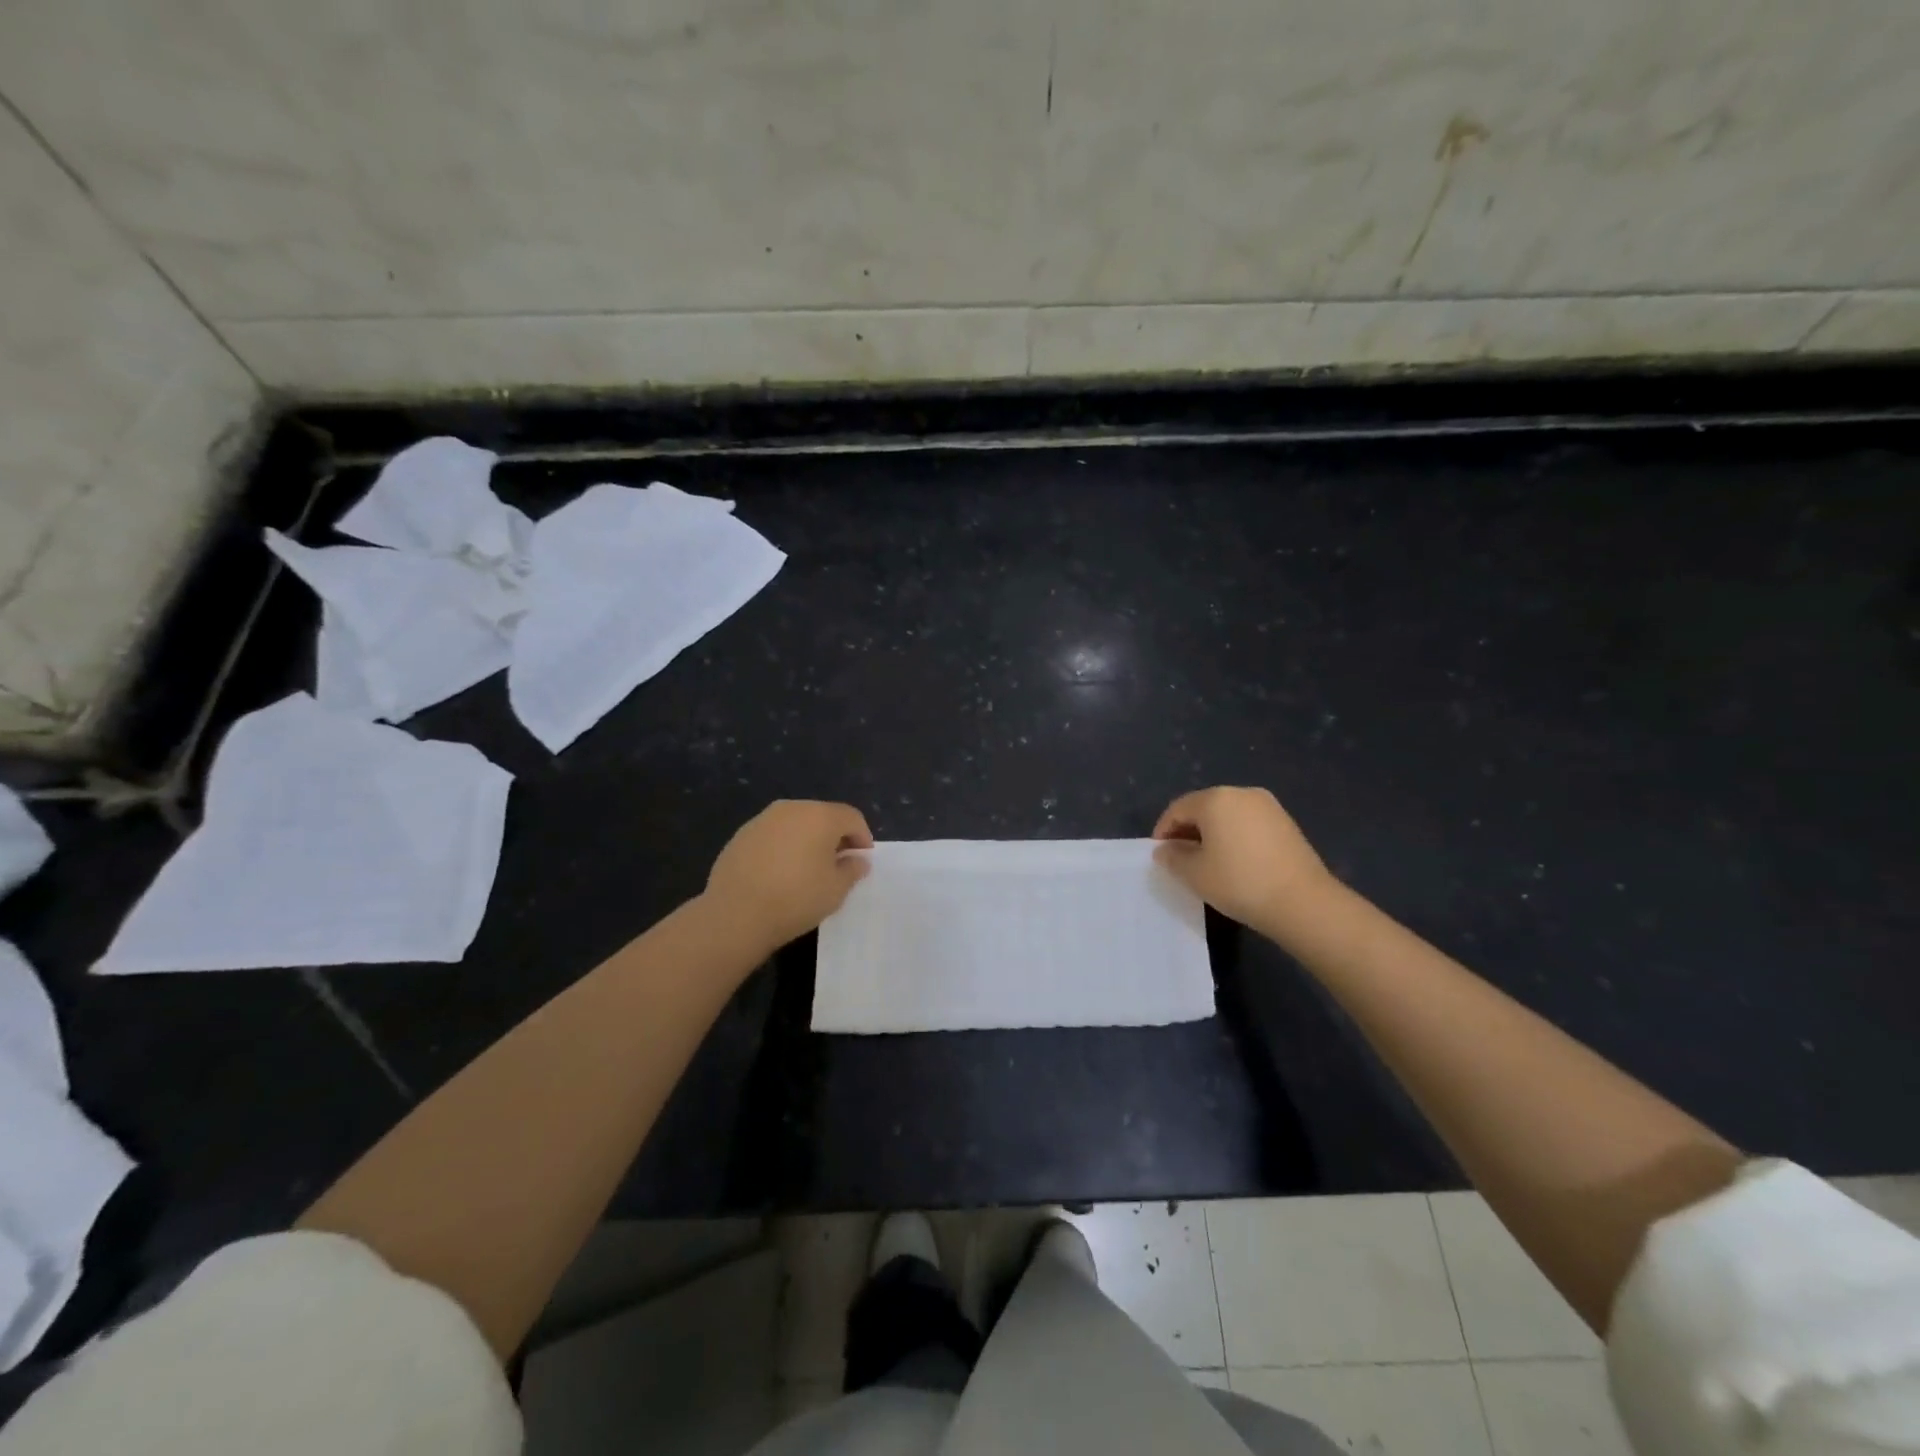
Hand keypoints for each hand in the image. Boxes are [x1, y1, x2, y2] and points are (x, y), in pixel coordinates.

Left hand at [702, 800, 873, 952]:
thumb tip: (857, 860)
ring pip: (796, 823)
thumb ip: (852, 869)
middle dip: (835, 836)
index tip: (863, 860)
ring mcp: (763, 819)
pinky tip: (780, 872)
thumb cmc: (795, 899)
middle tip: (839, 864)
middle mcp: (792, 808)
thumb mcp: (836, 890)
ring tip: (808, 869)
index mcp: (820, 816)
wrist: (735, 914)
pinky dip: (784, 846)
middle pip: (823, 816)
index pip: (851, 818)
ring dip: (808, 840)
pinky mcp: (741, 835)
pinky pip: (774, 835)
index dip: (862, 837)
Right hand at [1152, 786, 1334, 934]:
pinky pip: (1248, 823)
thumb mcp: (1194, 874)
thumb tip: (1165, 850)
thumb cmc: (1239, 882)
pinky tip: (1234, 861)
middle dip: (1187, 830)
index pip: (1178, 808)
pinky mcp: (1286, 823)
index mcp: (1216, 799)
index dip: (1163, 830)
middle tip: (1180, 858)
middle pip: (1203, 807)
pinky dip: (1234, 836)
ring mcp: (1268, 806)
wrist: (1303, 902)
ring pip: (1227, 815)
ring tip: (1207, 861)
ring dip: (1212, 833)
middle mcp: (1242, 793)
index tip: (1159, 854)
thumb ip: (1173, 857)